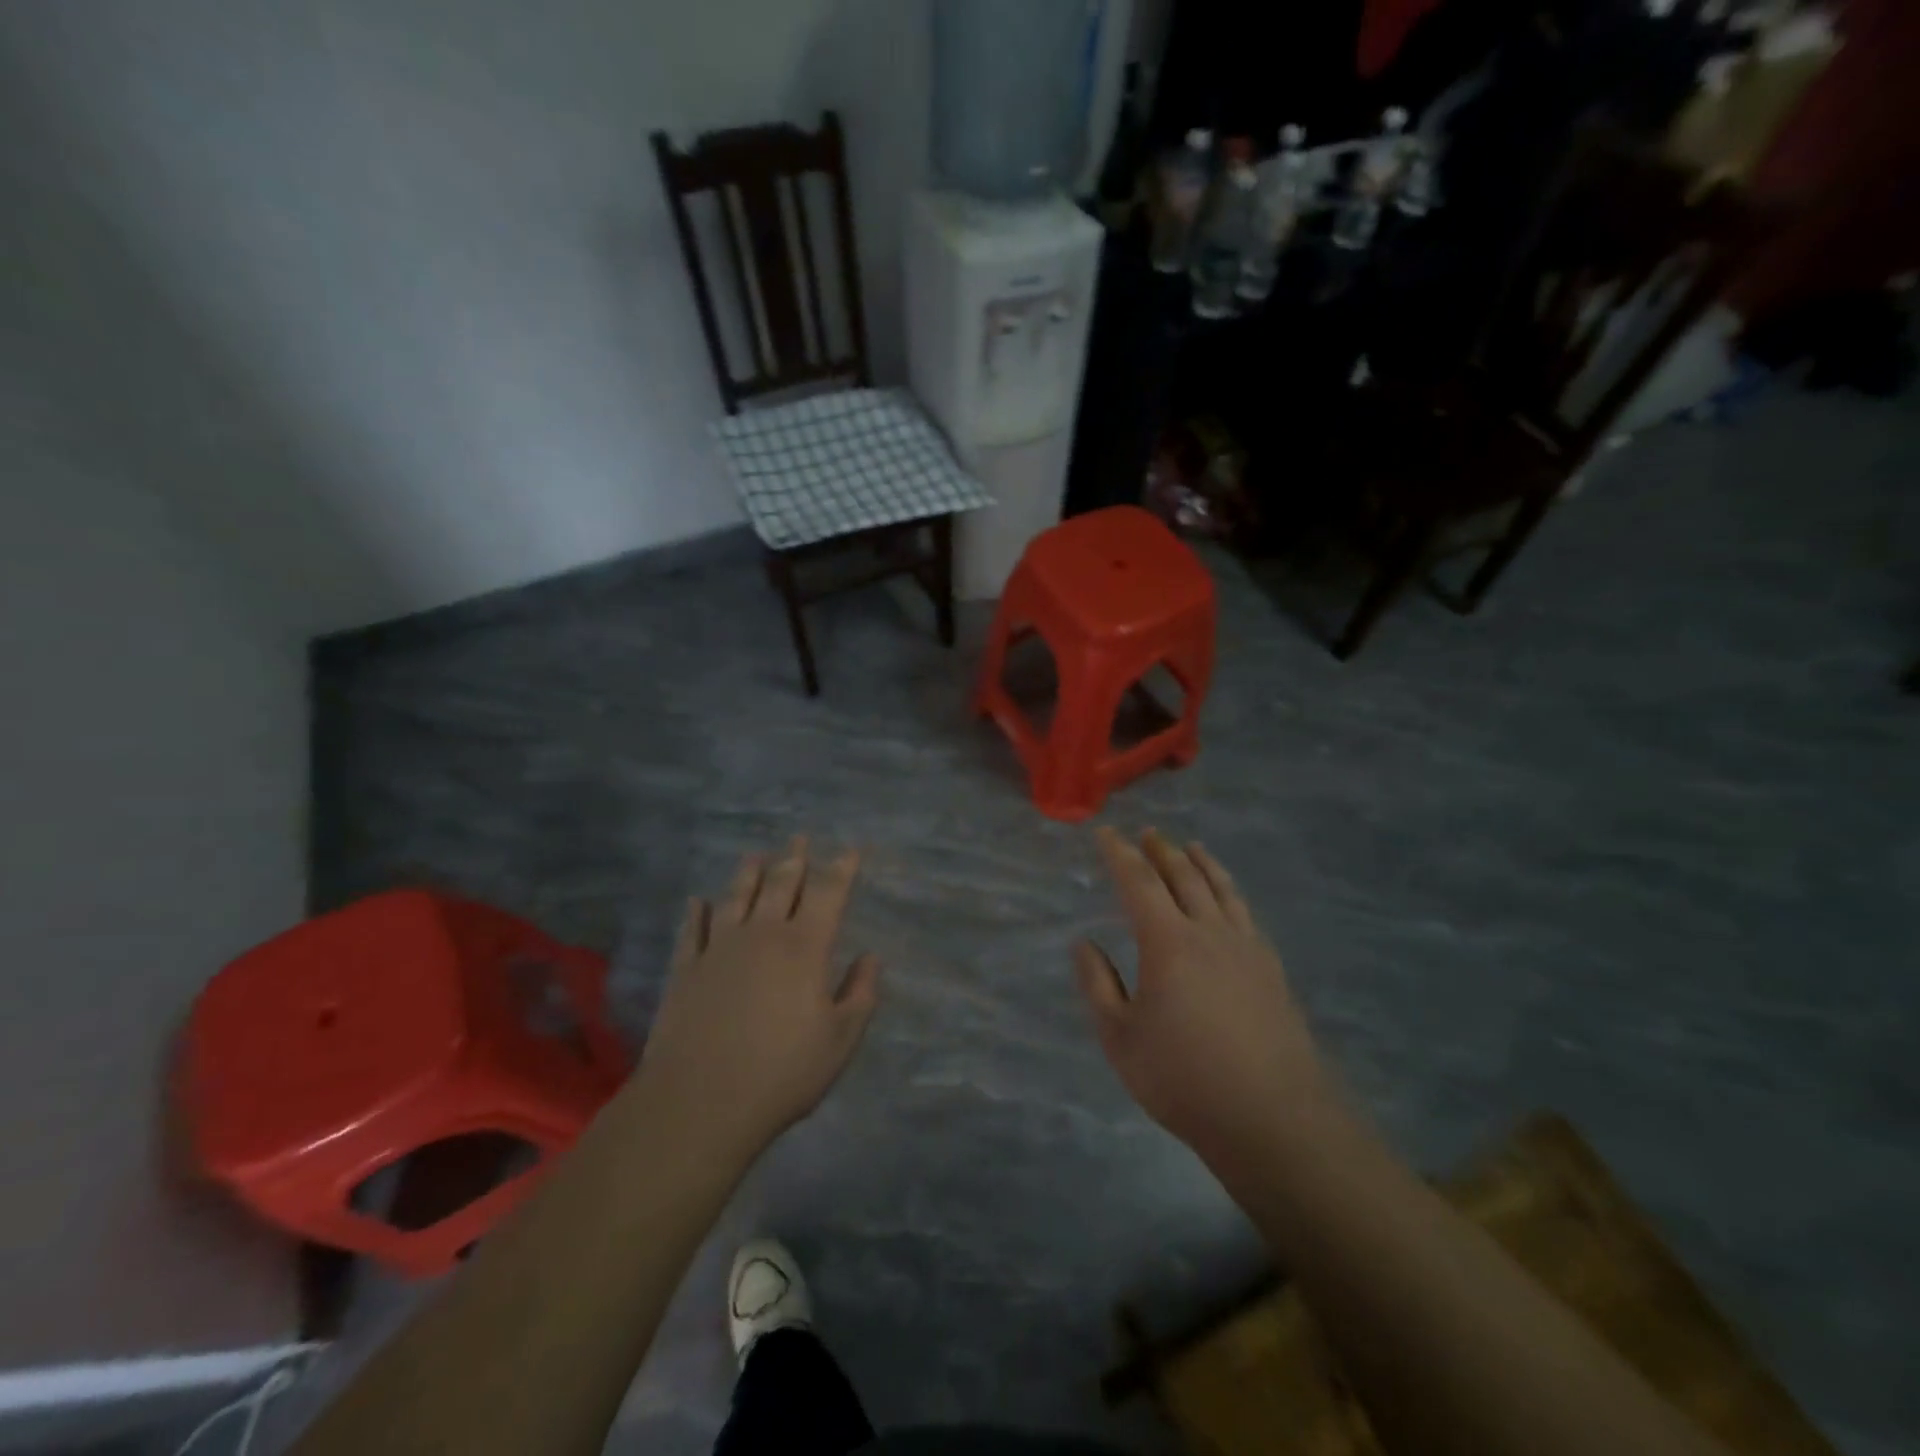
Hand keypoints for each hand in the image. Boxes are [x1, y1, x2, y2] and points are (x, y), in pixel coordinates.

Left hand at [637, 838, 880, 1159]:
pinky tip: (697, 901)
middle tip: (800, 837)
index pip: (828, 894)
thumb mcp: (840, 1041)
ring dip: (748, 873)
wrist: (699, 1103)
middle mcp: (762, 935)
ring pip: (736, 897)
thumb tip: (870, 957)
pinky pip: (692, 930)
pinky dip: (696, 913)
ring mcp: (719, 949)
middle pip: (780, 885)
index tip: (851, 849)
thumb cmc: (782, 1073)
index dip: (842, 868)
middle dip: (794, 858)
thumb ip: (860, 994)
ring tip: (755, 855)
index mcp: (804, 947)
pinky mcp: (685, 970)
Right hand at [1075, 828, 1332, 1170]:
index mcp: (1167, 942)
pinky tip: (1230, 899)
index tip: (1106, 833)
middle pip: (1184, 876)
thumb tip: (1083, 944)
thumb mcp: (1120, 1038)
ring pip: (1222, 889)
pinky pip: (1247, 914)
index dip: (1120, 854)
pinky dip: (1231, 892)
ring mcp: (1246, 948)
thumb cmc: (1183, 1078)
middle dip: (1162, 851)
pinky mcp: (1272, 969)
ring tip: (1192, 847)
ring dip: (1202, 862)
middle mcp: (1209, 931)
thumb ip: (1098, 985)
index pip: (1139, 882)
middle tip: (1148, 833)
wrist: (1273, 1117)